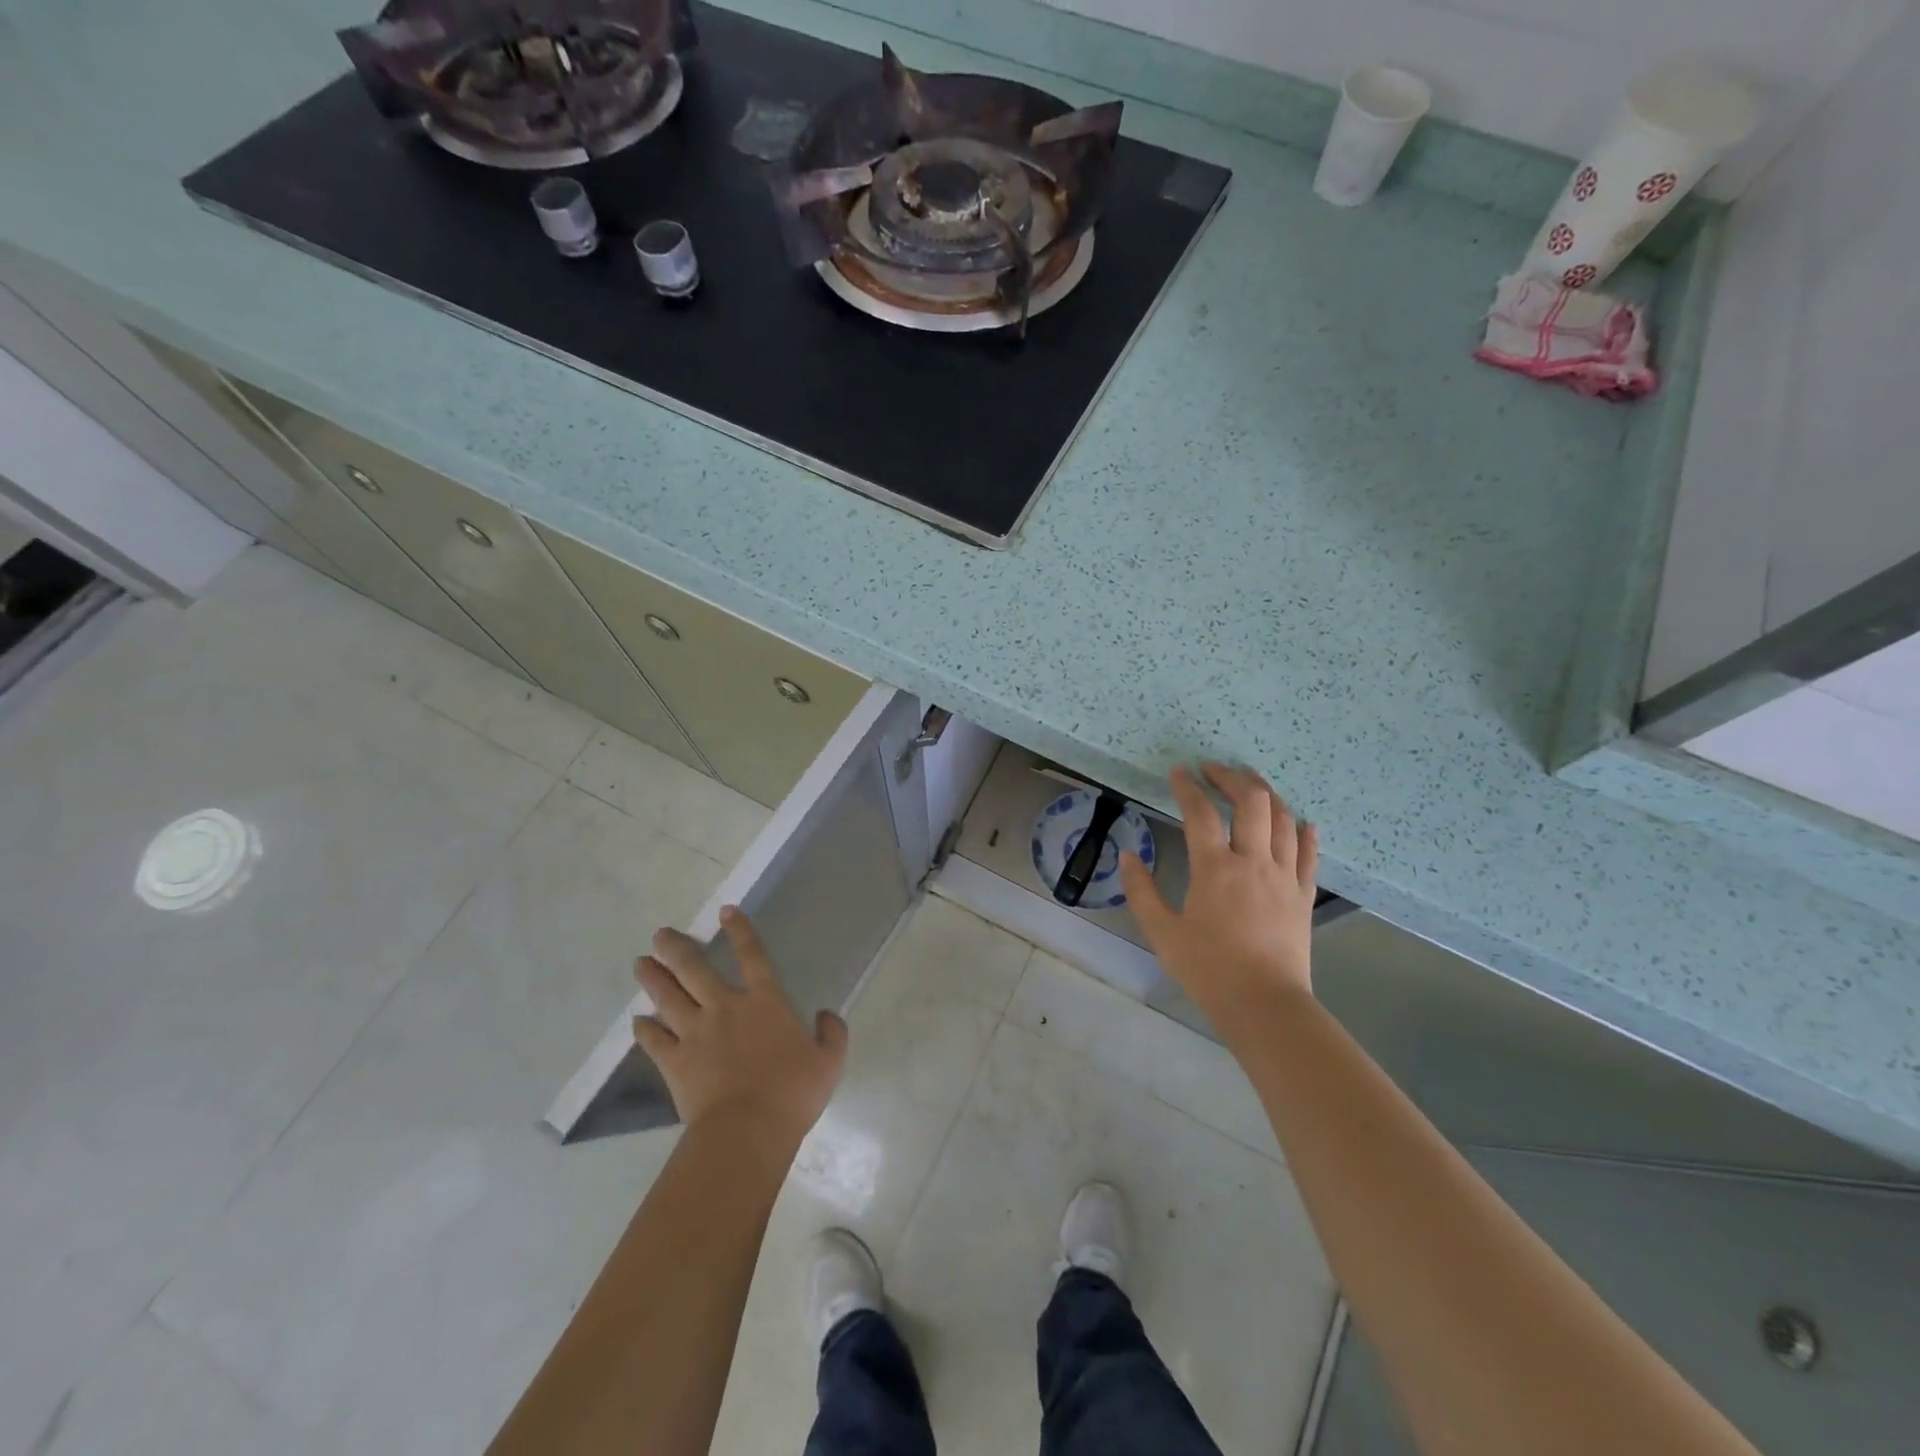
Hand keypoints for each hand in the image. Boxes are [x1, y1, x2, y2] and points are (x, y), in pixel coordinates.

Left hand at [632, 907, 848, 1148]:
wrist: (747, 1131)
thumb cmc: (793, 1093)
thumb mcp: (830, 1062)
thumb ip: (832, 1033)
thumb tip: (828, 1014)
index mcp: (766, 1002)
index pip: (752, 955)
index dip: (740, 930)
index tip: (725, 910)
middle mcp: (726, 1008)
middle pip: (696, 969)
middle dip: (677, 948)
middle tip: (660, 934)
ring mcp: (696, 1033)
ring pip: (668, 997)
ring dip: (653, 978)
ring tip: (641, 963)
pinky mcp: (675, 1061)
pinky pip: (654, 1040)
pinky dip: (644, 1029)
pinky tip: (637, 1021)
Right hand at [1119, 763, 1318, 1028]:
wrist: (1265, 1005)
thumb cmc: (1208, 969)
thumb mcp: (1162, 932)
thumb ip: (1141, 891)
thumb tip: (1128, 855)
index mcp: (1215, 868)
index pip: (1200, 812)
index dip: (1187, 787)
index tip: (1178, 772)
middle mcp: (1253, 861)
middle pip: (1251, 801)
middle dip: (1233, 777)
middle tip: (1215, 769)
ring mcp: (1284, 876)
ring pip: (1283, 819)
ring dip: (1267, 793)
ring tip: (1251, 783)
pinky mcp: (1304, 894)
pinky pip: (1309, 853)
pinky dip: (1304, 831)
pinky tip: (1301, 821)